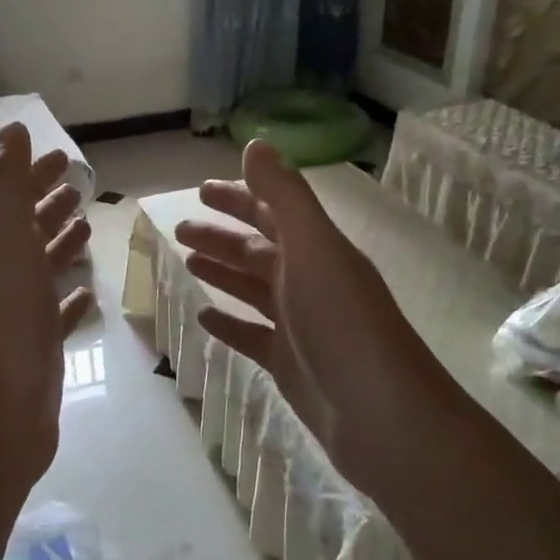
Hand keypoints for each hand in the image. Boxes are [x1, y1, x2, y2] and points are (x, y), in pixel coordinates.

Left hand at [0, 123, 94, 481]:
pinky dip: (70, 297)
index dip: (35, 175)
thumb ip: (6, 186)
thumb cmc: (7, 322)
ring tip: (86, 226)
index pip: (16, 200)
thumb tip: (12, 128)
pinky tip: (86, 292)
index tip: (64, 155)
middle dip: (50, 204)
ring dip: (61, 244)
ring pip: (44, 269)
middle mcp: (8, 278)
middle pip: (29, 231)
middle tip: (81, 185)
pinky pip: (58, 313)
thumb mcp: (4, 243)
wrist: (0, 412)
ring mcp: (24, 315)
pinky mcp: (43, 348)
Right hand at [174, 141, 434, 500]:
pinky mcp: (288, 363)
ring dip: (221, 272)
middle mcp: (309, 281)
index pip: (272, 211)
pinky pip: (251, 335)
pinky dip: (229, 323)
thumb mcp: (314, 249)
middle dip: (221, 236)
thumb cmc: (343, 324)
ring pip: (252, 288)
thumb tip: (255, 143)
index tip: (201, 189)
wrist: (380, 415)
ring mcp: (299, 324)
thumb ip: (284, 196)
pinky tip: (203, 317)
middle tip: (180, 228)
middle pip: (257, 249)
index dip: (239, 197)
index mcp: (317, 250)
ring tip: (186, 262)